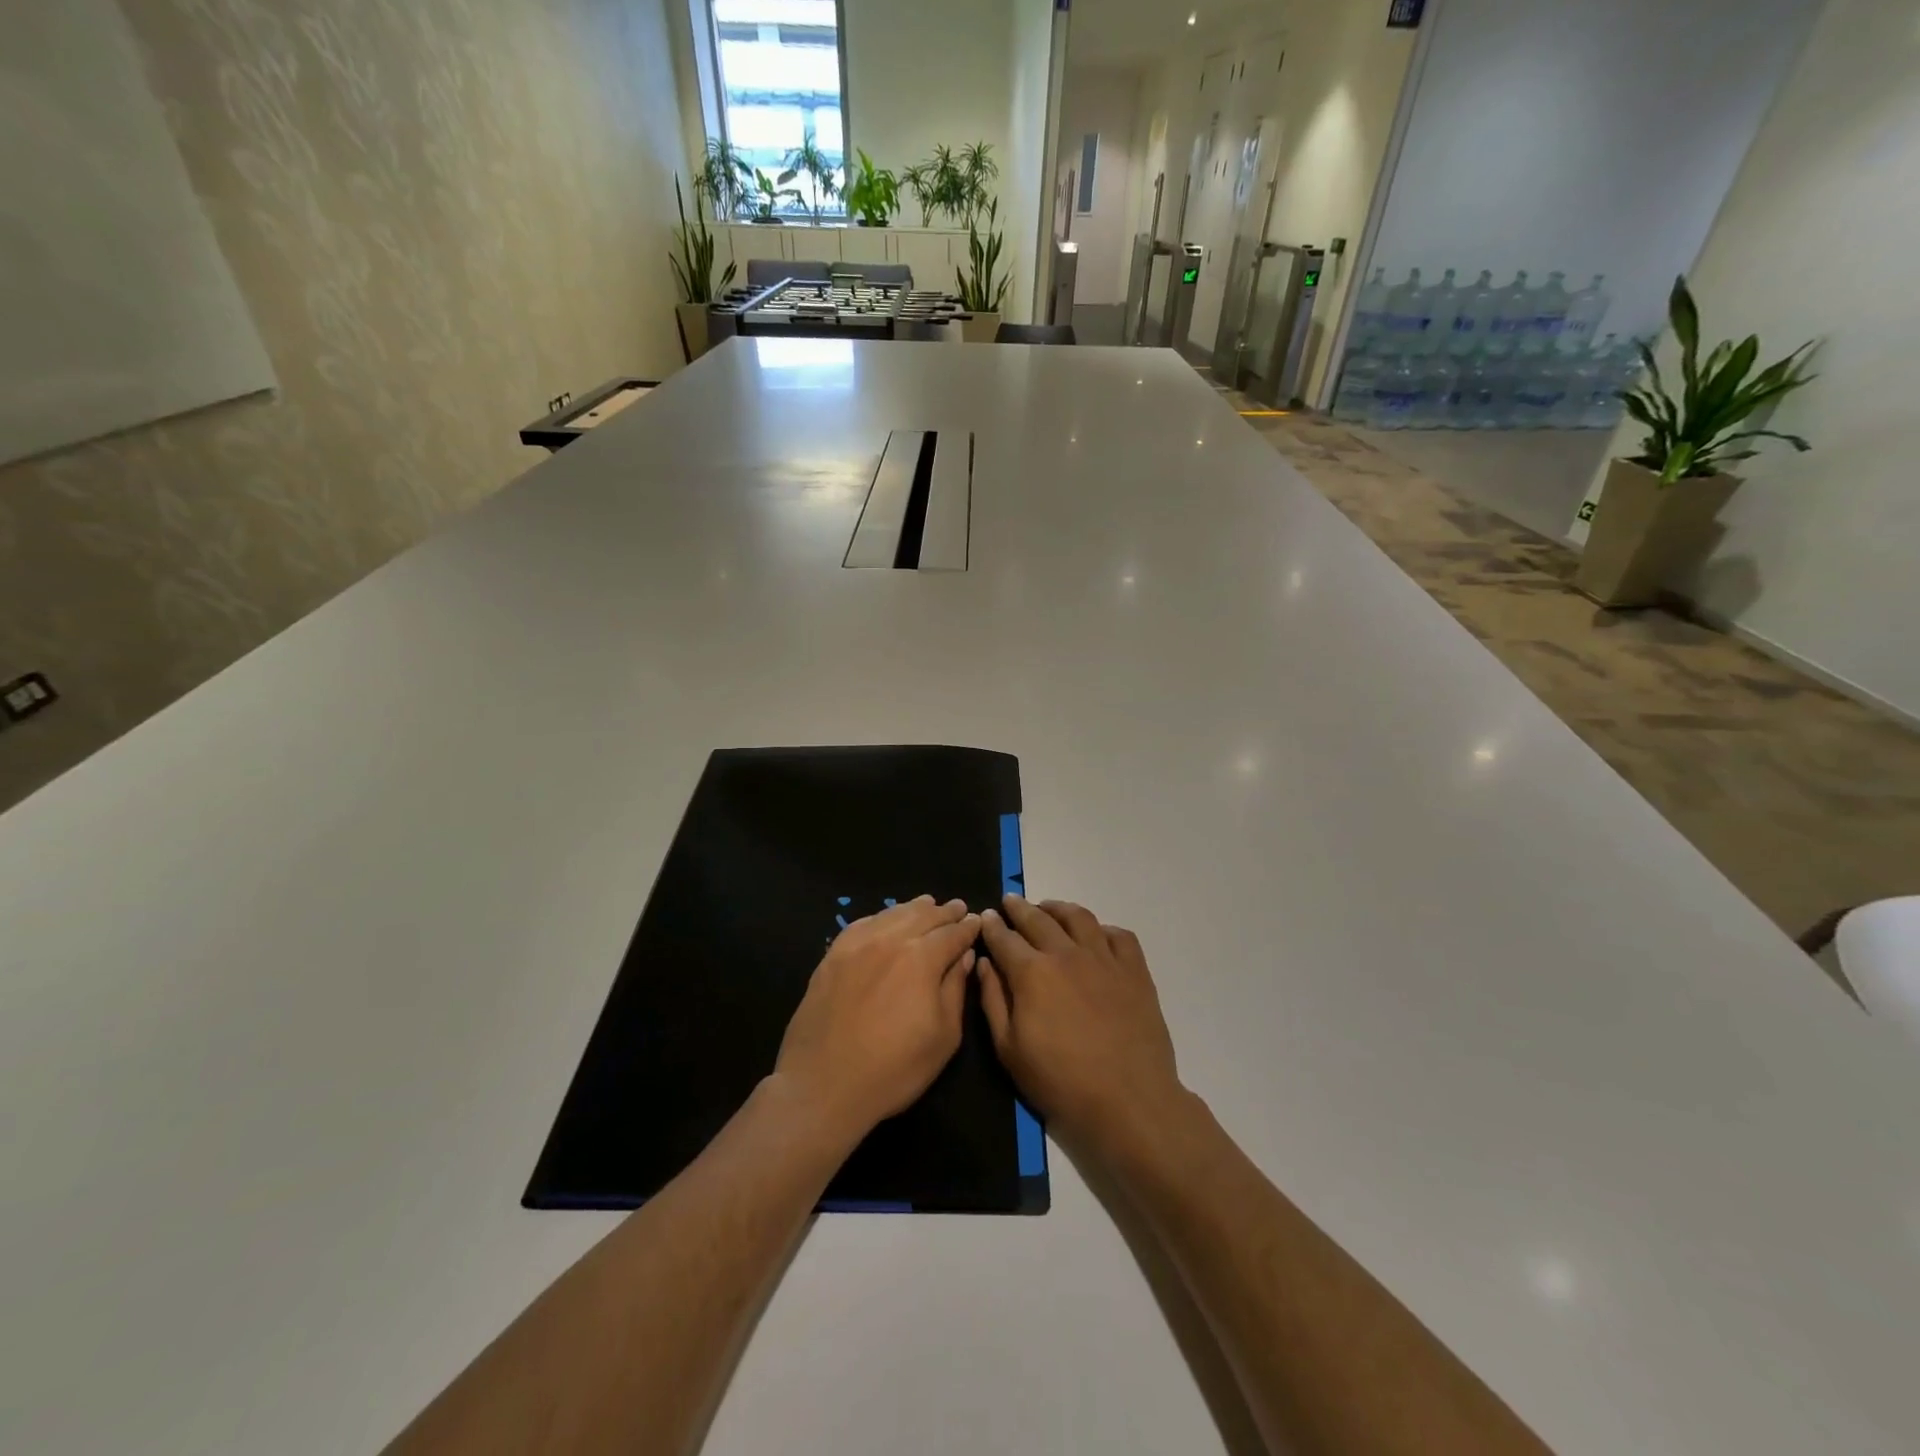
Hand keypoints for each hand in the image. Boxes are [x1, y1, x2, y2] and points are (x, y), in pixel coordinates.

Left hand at [775, 895, 980, 1145]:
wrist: (823, 1085)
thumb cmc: (894, 1069)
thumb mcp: (943, 1036)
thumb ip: (955, 989)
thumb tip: (963, 956)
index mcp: (922, 958)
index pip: (952, 933)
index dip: (967, 927)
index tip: (976, 921)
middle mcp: (890, 940)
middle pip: (923, 916)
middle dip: (944, 912)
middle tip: (957, 907)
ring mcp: (857, 945)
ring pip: (892, 914)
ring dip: (914, 908)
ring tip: (927, 904)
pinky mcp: (832, 955)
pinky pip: (862, 924)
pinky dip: (881, 917)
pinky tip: (886, 919)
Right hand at [977, 895, 1184, 1158]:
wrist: (1128, 1100)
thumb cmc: (1061, 1081)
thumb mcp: (1009, 1049)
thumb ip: (993, 1000)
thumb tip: (983, 963)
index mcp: (1032, 972)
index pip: (1005, 938)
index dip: (992, 926)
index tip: (986, 917)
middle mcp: (1066, 954)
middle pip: (1038, 919)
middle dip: (1020, 908)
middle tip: (1011, 902)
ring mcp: (1104, 958)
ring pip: (1078, 917)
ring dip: (1058, 908)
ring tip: (1049, 908)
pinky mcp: (1135, 970)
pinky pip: (1118, 936)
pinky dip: (1102, 929)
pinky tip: (1095, 935)